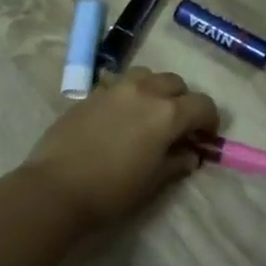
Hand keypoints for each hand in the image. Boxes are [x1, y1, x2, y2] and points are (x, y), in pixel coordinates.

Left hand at [21, 67, 218, 232]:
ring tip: (150, 114)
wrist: (56, 188)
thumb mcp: (153, 182)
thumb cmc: (112, 190)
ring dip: (156, 90)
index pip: (202, 105)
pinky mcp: (92, 93)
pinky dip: (130, 94)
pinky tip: (121, 116)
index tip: (205, 138)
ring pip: (147, 75)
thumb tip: (190, 154)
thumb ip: (176, 162)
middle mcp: (145, 91)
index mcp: (167, 113)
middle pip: (175, 84)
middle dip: (184, 102)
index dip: (210, 121)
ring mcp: (115, 88)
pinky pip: (120, 84)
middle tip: (178, 127)